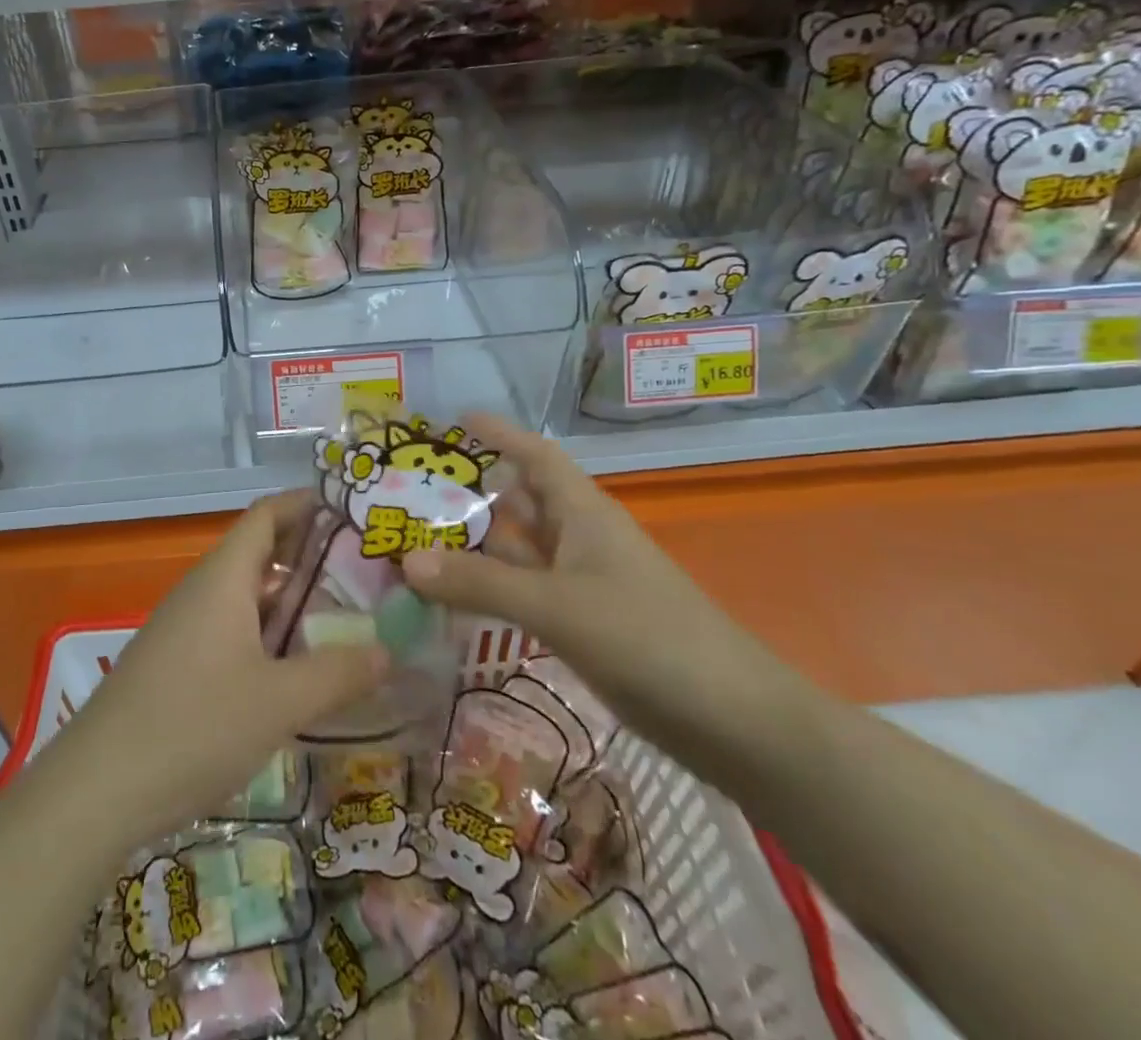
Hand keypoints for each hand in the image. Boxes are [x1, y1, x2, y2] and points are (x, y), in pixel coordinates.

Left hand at [56, 492, 386, 847]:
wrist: (96, 789)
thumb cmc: (194, 726)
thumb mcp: (279, 702)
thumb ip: (338, 673)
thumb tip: (389, 651)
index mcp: (224, 578)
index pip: (267, 514)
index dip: (308, 504)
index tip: (354, 512)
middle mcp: (203, 591)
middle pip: (261, 554)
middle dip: (312, 560)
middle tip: (369, 575)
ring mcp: (186, 629)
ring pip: (248, 599)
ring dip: (293, 605)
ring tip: (346, 622)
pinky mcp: (178, 665)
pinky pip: (233, 632)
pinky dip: (270, 638)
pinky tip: (297, 672)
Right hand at [400, 414, 793, 783]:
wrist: (734, 720)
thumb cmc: (648, 638)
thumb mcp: (557, 606)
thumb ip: (481, 585)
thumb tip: (406, 561)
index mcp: (583, 512)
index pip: (536, 454)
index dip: (500, 433)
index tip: (456, 420)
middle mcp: (581, 538)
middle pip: (521, 502)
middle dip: (473, 492)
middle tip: (414, 490)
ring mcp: (585, 583)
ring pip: (520, 551)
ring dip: (477, 546)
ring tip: (418, 540)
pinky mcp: (586, 624)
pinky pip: (527, 592)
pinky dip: (492, 590)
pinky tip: (456, 600)